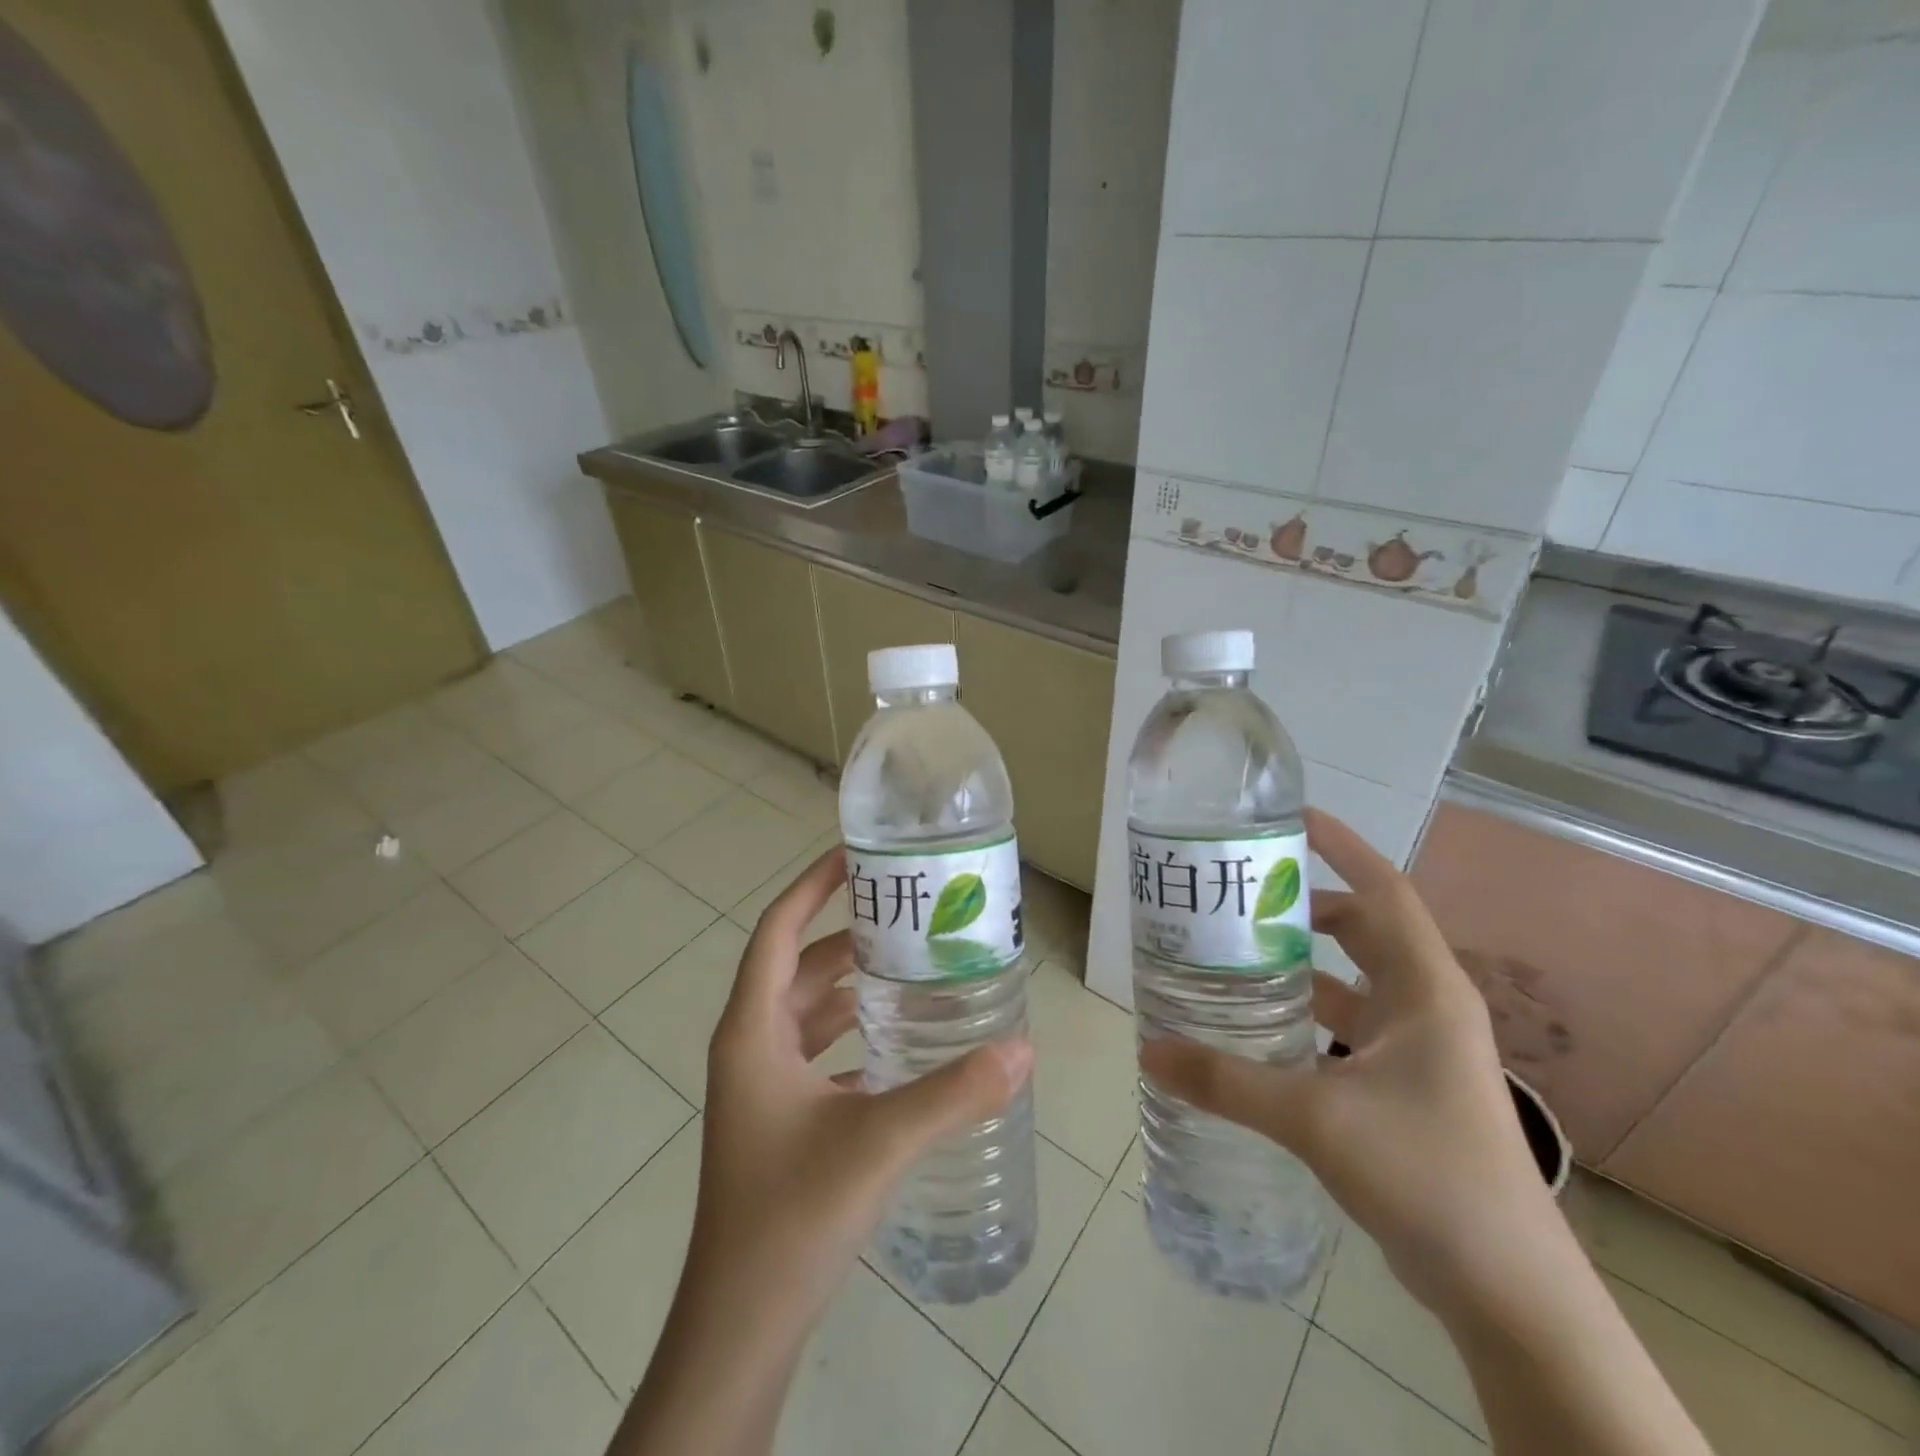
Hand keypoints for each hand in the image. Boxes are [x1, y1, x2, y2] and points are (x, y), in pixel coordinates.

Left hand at [690, 845, 1033, 1336]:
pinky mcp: (779, 1119)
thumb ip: (953, 1093)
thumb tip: (1024, 1048)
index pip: (777, 932)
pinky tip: (903, 1040)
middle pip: (800, 968)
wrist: (741, 1326)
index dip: (812, 887)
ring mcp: (762, 1086)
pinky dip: (855, 1035)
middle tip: (910, 913)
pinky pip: (819, 1052)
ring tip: (914, 965)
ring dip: (854, 987)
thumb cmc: (791, 1216)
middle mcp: (751, 1047)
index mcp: (752, 1031)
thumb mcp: (878, 1142)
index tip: (857, 857)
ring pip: (810, 1012)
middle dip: (849, 936)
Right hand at [1140, 808, 1555, 1316]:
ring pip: (1353, 981)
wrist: (1509, 1292)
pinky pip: (1348, 1026)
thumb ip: (1226, 1081)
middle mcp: (1427, 1006)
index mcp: (1425, 990)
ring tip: (1236, 950)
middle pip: (1363, 930)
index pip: (1384, 891)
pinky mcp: (1406, 1085)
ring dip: (1302, 963)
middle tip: (1239, 894)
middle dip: (1305, 905)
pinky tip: (1259, 1025)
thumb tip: (1148, 1050)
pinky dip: (1306, 1014)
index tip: (1291, 819)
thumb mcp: (1315, 1118)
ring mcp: (1420, 1048)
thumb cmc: (1426, 1175)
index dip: (1343, 846)